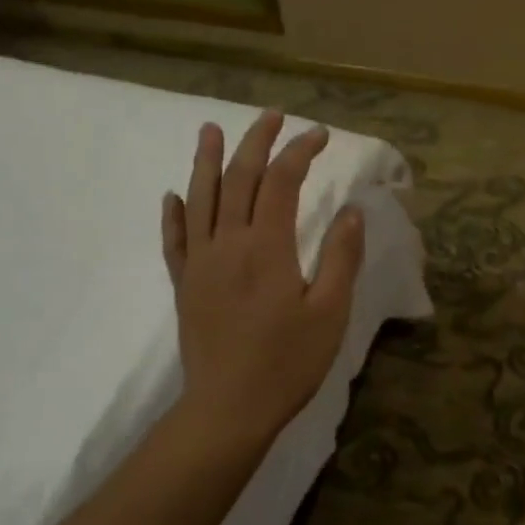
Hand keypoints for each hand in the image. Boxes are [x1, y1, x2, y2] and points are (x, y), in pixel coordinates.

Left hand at [160, 110, 364, 452]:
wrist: (229, 408)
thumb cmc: (288, 361)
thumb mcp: (331, 310)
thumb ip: (341, 256)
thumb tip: (351, 210)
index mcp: (266, 247)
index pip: (281, 181)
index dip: (300, 151)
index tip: (321, 135)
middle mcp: (227, 243)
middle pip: (238, 178)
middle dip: (256, 142)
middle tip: (273, 115)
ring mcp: (199, 263)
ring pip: (199, 199)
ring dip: (206, 161)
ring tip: (210, 130)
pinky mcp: (185, 285)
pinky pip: (174, 239)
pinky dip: (173, 213)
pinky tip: (172, 195)